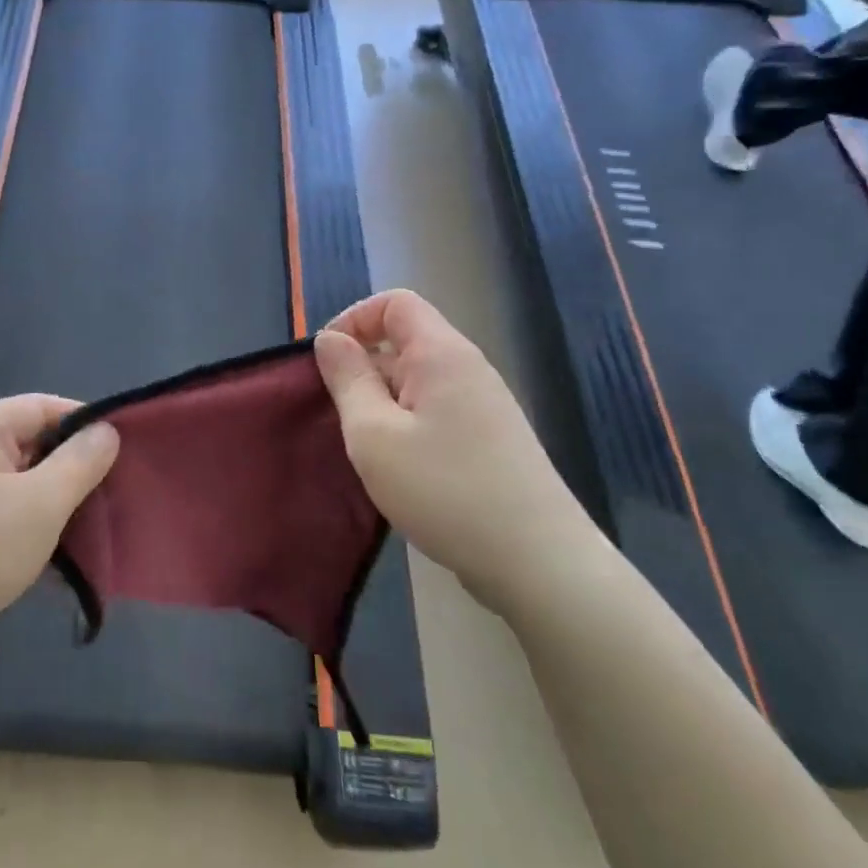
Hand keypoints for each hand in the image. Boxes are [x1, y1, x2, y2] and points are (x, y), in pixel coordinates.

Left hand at [0, 396, 119, 696]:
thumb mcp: (38, 504)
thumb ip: (79, 463)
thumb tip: (107, 430)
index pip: (44, 406)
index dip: (88, 423)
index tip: (129, 450)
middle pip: (33, 446)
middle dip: (77, 471)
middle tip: (122, 496)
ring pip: (22, 490)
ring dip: (59, 509)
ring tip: (103, 531)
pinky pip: (5, 524)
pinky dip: (34, 537)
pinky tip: (68, 566)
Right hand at [313, 290, 592, 615]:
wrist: (539, 564)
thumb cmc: (445, 490)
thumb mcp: (374, 434)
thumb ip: (347, 380)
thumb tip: (330, 340)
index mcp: (441, 354)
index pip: (394, 303)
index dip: (354, 320)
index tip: (329, 364)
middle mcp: (467, 368)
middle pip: (404, 342)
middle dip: (363, 370)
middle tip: (341, 421)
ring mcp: (484, 406)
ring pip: (417, 382)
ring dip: (382, 404)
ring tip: (368, 451)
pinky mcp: (490, 440)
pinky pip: (435, 412)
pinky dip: (406, 427)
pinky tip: (400, 471)